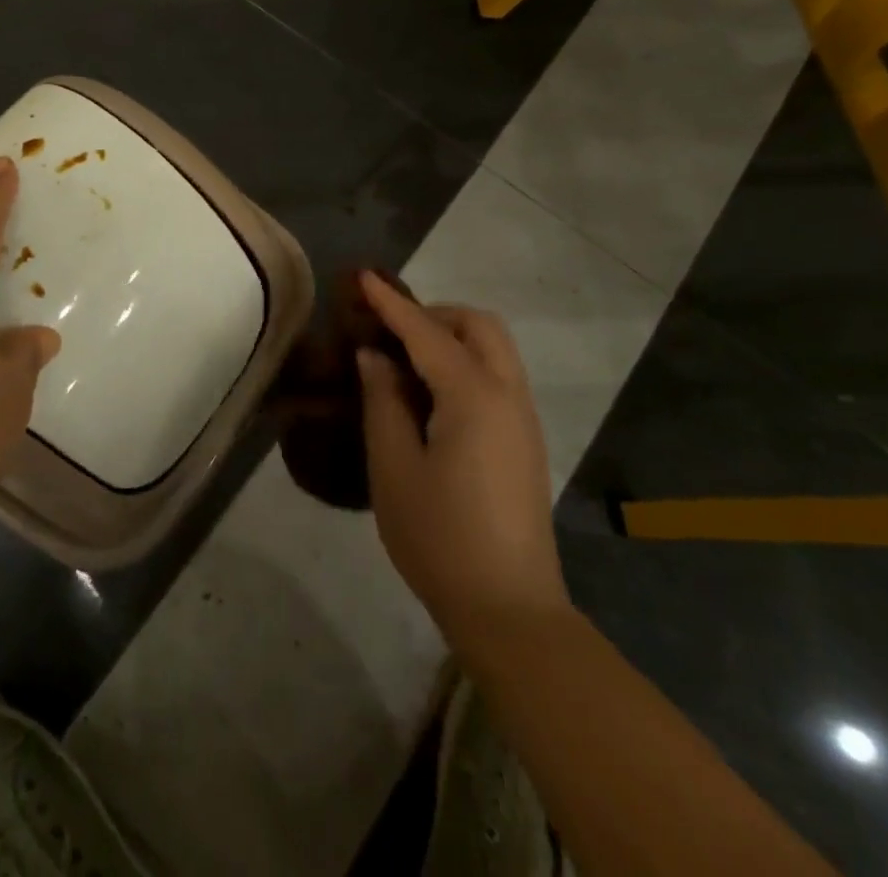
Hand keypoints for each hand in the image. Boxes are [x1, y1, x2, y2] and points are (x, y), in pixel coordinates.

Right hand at [356, 271, 567, 630]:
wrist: (509, 608)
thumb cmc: (439, 536)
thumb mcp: (393, 466)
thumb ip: (382, 401)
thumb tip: (374, 357)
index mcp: (473, 396)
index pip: (426, 332)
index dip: (391, 303)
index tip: (362, 278)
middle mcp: (507, 395)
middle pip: (478, 326)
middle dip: (433, 314)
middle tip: (388, 331)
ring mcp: (523, 419)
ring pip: (493, 349)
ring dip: (451, 337)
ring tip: (404, 360)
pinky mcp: (525, 441)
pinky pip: (496, 376)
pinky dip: (464, 363)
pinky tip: (431, 394)